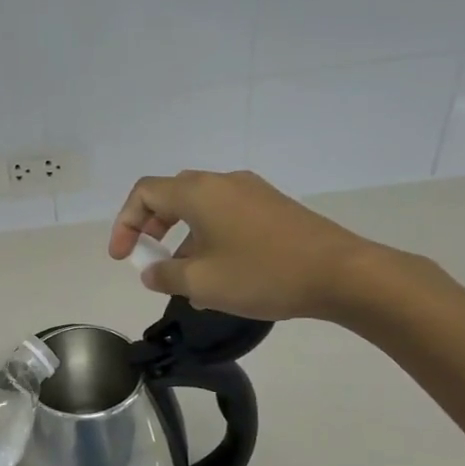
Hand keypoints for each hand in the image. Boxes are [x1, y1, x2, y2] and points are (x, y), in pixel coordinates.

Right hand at [108, 169, 396, 322]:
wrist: (341, 274)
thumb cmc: (262, 274)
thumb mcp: (202, 283)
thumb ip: (165, 275)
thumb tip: (151, 271)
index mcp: (198, 192)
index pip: (144, 193)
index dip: (125, 223)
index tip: (123, 258)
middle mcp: (223, 182)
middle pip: (172, 196)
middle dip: (152, 228)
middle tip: (149, 260)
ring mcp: (252, 192)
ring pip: (202, 209)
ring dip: (184, 240)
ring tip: (187, 282)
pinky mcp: (273, 208)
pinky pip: (228, 217)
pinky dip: (211, 240)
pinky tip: (222, 278)